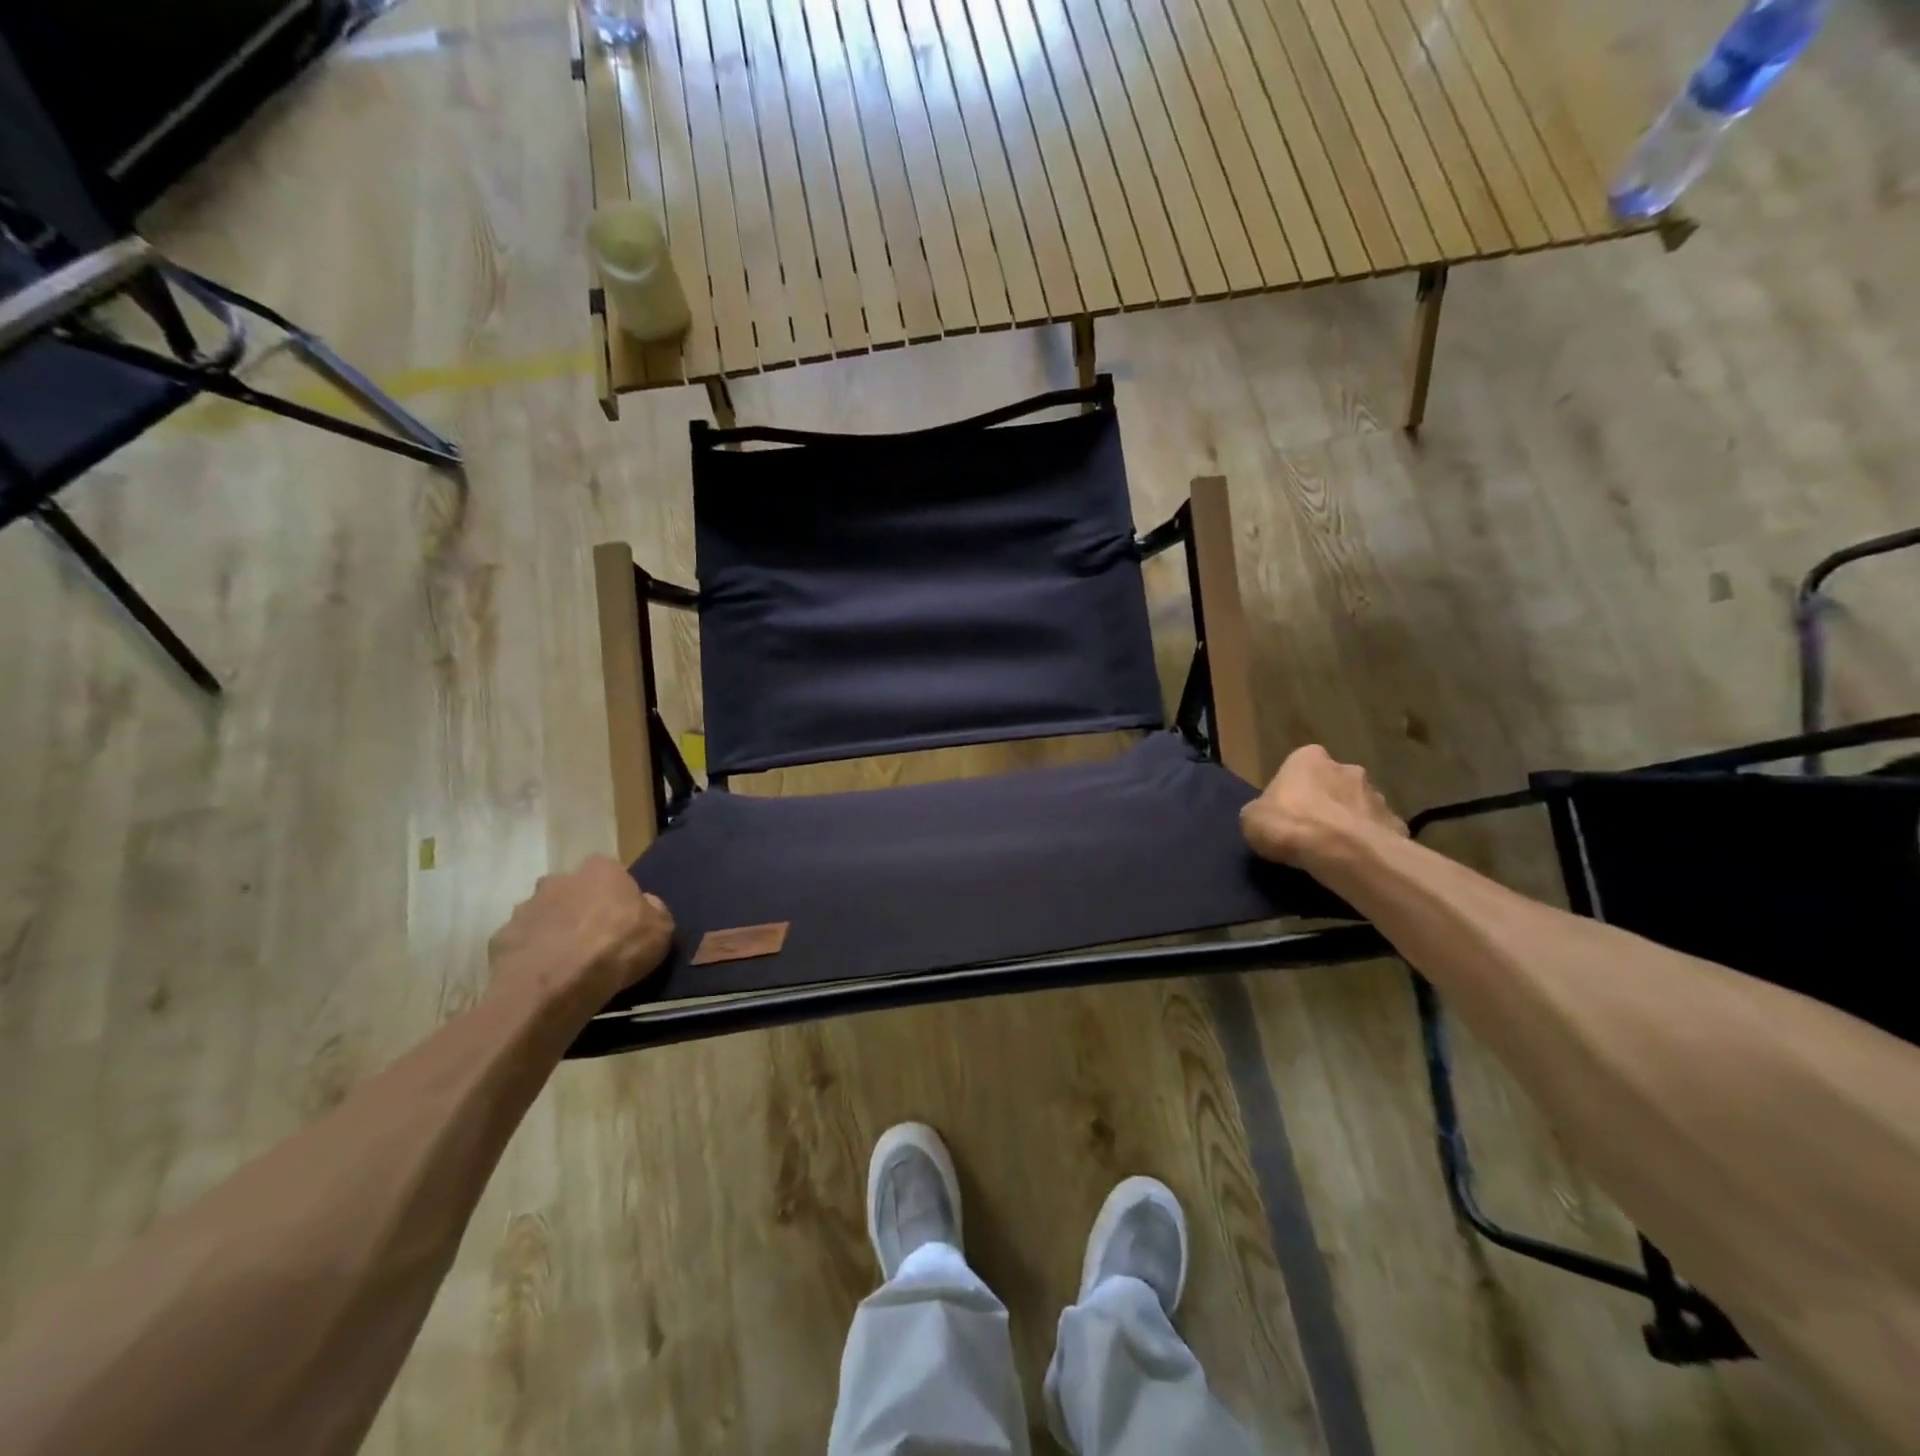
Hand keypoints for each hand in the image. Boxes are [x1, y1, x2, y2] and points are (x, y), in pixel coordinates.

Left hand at [488, 856, 674, 1004]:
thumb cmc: (618, 947)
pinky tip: (544, 976)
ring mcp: (525, 907)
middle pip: (572, 890)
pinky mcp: (501, 938)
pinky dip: (531, 955)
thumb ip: (653, 910)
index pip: (611, 873)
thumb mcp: (661, 929)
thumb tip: (645, 906)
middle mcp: (559, 879)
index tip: (624, 920)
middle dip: (580, 909)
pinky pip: (522, 943)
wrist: (557, 985)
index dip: (617, 896)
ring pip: (544, 915)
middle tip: (593, 940)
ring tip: (566, 963)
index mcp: (600, 870)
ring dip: (553, 931)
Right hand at [1241, 745, 1406, 867]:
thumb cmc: (1289, 825)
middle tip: (1312, 831)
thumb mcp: (1252, 819)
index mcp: (1308, 758)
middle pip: (1333, 784)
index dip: (1292, 789)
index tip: (1287, 812)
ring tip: (1335, 851)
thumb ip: (1262, 811)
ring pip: (1358, 807)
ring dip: (1349, 822)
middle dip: (1326, 802)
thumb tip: (1269, 817)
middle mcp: (1346, 768)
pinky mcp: (1396, 824)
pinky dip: (1369, 843)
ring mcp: (1376, 795)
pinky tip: (1357, 862)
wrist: (1341, 852)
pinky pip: (1378, 832)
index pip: (1300, 766)